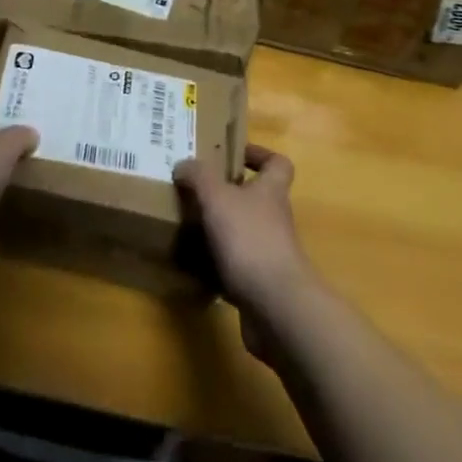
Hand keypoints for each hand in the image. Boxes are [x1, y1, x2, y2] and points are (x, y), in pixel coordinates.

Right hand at [174, 144, 314, 362]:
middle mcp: (275, 219)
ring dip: (220, 230)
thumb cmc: (250, 239)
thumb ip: (199, 176)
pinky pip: (236, 267)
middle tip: (196, 190)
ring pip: (244, 232)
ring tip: (188, 225)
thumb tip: (184, 164)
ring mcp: (270, 253)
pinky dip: (217, 265)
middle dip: (228, 194)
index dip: (259, 155)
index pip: (277, 163)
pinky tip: (193, 266)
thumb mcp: (217, 197)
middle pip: (256, 198)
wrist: (276, 307)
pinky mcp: (260, 284)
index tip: (233, 154)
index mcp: (271, 191)